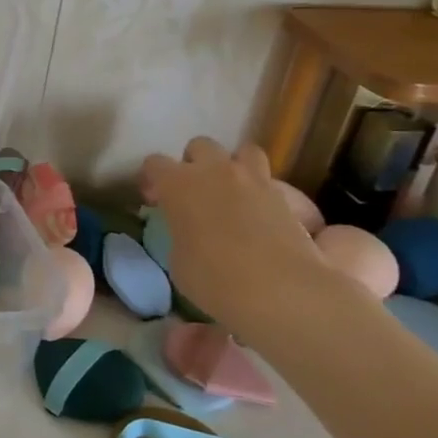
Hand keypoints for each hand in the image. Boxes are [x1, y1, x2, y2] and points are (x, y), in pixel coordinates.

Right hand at [139, 138, 344, 336]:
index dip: (151, 179)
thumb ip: (179, 234)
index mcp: (179, 184)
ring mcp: (255, 180)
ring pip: (243, 151)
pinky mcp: (286, 198)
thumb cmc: (213, 278)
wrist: (279, 291)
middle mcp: (216, 171)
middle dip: (195, 163)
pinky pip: (270, 181)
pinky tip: (261, 216)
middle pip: (200, 146)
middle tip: (194, 192)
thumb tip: (189, 233)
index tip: (153, 200)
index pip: (154, 163)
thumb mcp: (177, 260)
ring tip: (232, 192)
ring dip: (234, 166)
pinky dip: (262, 191)